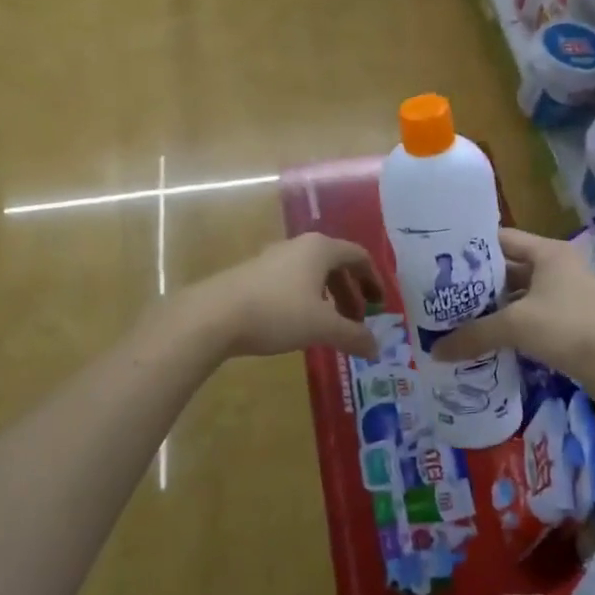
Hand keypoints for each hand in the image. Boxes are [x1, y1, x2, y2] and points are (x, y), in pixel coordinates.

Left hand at [191, 233, 383, 358]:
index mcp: (320, 249)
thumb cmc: (277, 313)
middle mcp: (299, 246)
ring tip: (331, 326)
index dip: (373, 280)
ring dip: (328, 298)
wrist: (213, 316)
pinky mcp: (254, 274)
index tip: (380, 305)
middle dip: (350, 293)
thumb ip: (354, 336)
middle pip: (335, 265)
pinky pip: (292, 282)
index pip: (358, 256)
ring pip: (312, 274)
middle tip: (357, 321)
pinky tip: (300, 324)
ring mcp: (273, 258)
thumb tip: (376, 348)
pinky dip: (306, 299)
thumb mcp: (322, 327)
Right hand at [430, 228, 594, 399]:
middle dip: (477, 284)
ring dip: (492, 309)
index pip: (501, 239)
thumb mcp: (516, 325)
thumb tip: (435, 351)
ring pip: (518, 297)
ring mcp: (565, 297)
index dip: (471, 249)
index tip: (439, 261)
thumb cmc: (569, 327)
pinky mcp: (569, 324)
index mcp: (547, 252)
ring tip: (455, 320)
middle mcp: (556, 268)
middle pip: (508, 269)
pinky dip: (509, 328)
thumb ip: (474, 335)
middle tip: (441, 296)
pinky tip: (485, 342)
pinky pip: (530, 319)